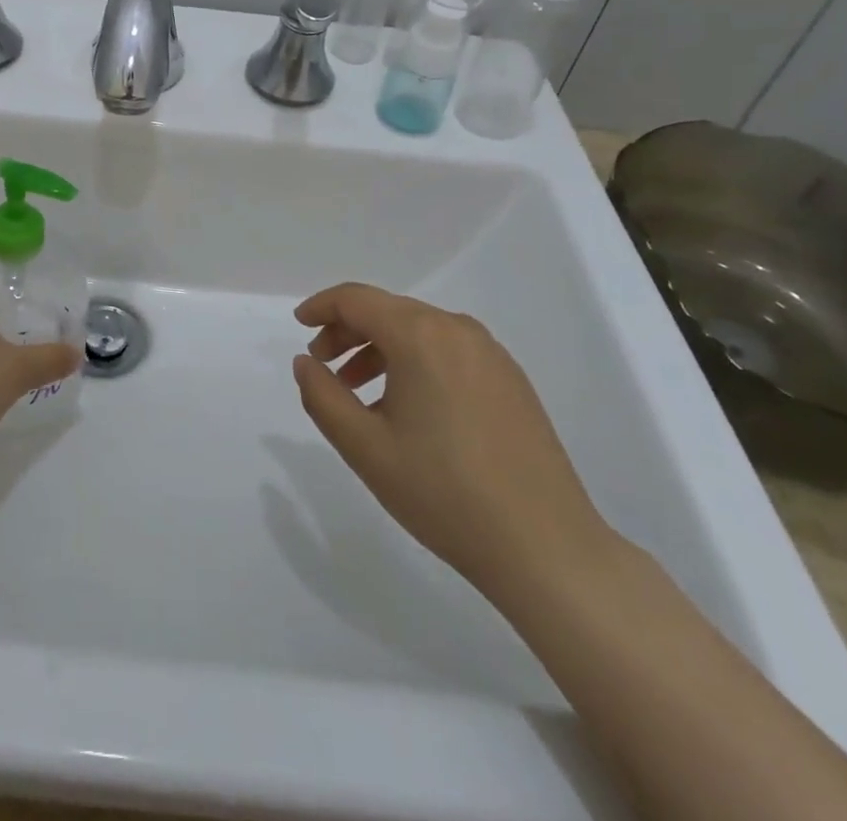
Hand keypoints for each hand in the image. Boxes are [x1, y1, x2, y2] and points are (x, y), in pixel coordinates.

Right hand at [292, 283, 613, 598]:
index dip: (321, 307)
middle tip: (322, 366)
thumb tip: (306, 363)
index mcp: (420, 335)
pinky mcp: (511, 380)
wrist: (546, 547)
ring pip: (419, 331)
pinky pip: (448, 352)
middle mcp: (457, 330)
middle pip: (388, 311)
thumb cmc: (443, 492)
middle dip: (347, 331)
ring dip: (380, 349)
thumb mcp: (364, 447)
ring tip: (358, 392)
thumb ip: (322, 396)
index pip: (356, 299)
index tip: (300, 326)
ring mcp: (491, 354)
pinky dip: (414, 363)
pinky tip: (407, 408)